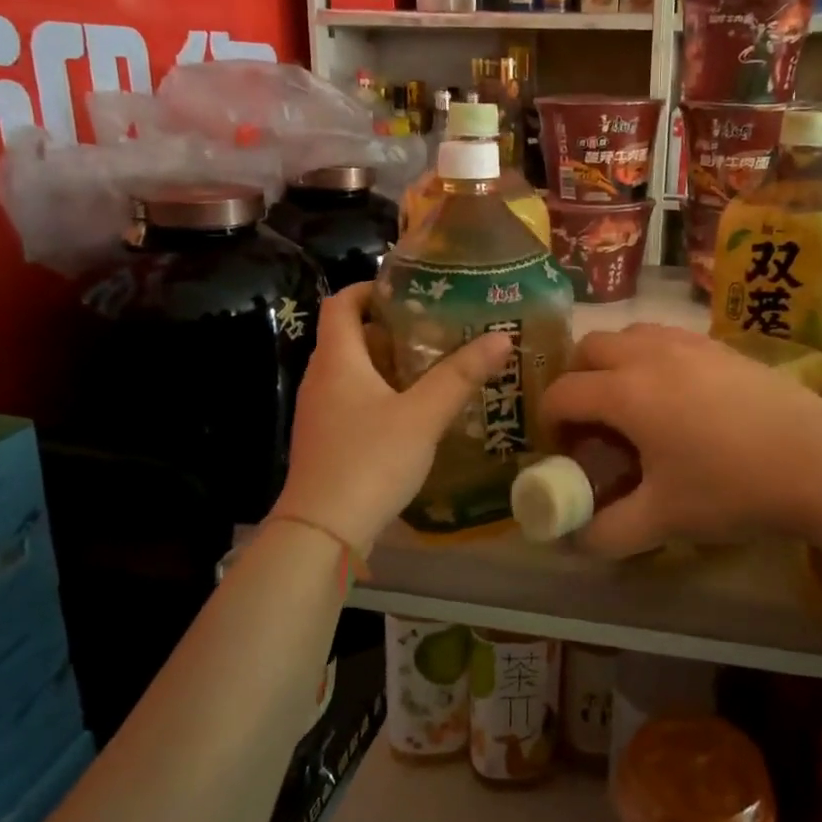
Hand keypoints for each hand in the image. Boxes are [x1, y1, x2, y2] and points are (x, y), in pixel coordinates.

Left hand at [275, 283, 513, 550]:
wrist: (323, 533)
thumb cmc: (369, 461)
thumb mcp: (422, 415)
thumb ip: (461, 376)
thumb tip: (501, 337)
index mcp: (337, 360)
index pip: (342, 303)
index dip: (370, 288)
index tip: (410, 290)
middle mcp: (321, 379)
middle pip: (351, 337)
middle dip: (392, 329)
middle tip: (438, 328)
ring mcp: (320, 413)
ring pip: (355, 372)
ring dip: (390, 364)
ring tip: (436, 366)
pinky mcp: (327, 441)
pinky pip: (355, 401)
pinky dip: (383, 395)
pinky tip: (417, 412)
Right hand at [539, 325, 821, 557]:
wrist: (817, 460)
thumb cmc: (730, 487)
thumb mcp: (663, 519)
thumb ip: (609, 531)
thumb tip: (579, 541)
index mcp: (625, 392)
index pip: (563, 392)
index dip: (551, 420)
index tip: (562, 448)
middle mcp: (649, 355)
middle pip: (590, 347)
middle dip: (578, 379)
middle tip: (593, 421)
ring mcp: (689, 343)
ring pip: (631, 334)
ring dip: (615, 361)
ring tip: (635, 403)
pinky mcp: (721, 345)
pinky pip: (668, 338)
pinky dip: (653, 357)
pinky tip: (680, 396)